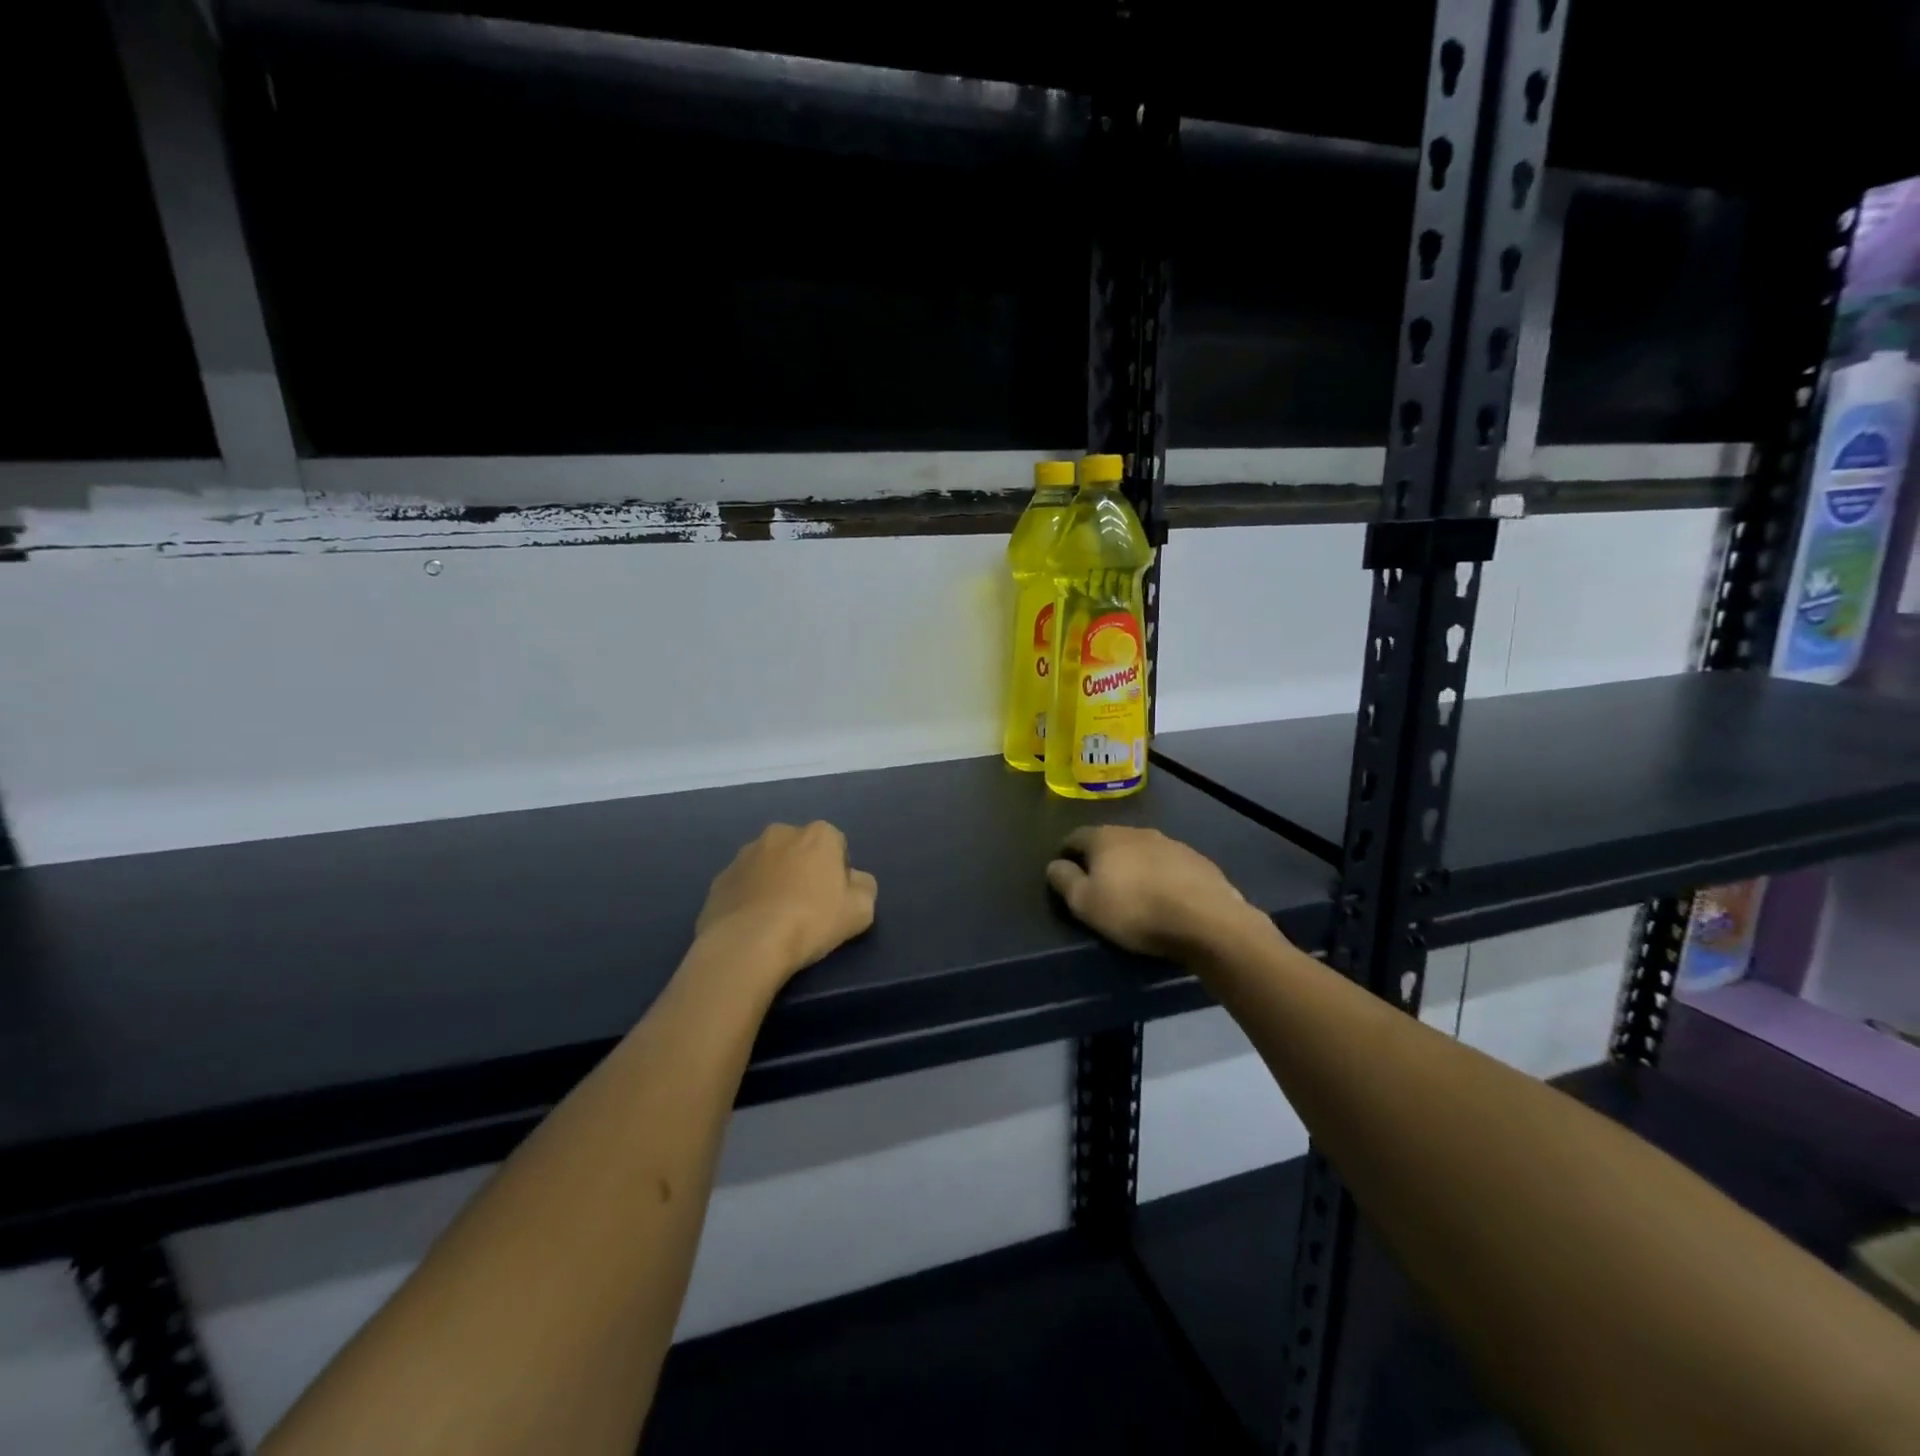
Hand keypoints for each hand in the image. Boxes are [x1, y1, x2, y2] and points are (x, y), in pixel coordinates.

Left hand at [696, 821, 877, 981]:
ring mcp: (744, 854)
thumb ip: (864, 887)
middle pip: (800, 850)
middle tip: (807, 907)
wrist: (747, 945)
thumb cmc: (811, 922)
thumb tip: (854, 880)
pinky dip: (749, 898)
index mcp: (818, 834)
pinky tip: (753, 926)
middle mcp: (780, 833)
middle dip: (804, 870)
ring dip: (775, 881)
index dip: (838, 872)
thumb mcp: (860, 911)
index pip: (837, 845)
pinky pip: (743, 885)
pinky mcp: (719, 879)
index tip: (834, 899)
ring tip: (776, 919)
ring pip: (769, 865)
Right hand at [1047, 825, 1269, 959]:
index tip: (1065, 870)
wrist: (1205, 919)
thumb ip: (1064, 880)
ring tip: (1133, 891)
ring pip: (1141, 850)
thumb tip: (1055, 865)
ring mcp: (1170, 843)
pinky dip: (1160, 875)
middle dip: (1102, 858)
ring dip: (1133, 865)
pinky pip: (1168, 864)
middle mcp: (1137, 831)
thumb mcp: (1085, 903)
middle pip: (1110, 840)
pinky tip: (1164, 896)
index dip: (1067, 853)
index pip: (1076, 836)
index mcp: (1105, 838)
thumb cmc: (1135, 910)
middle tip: (1098, 883)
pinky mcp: (1196, 860)